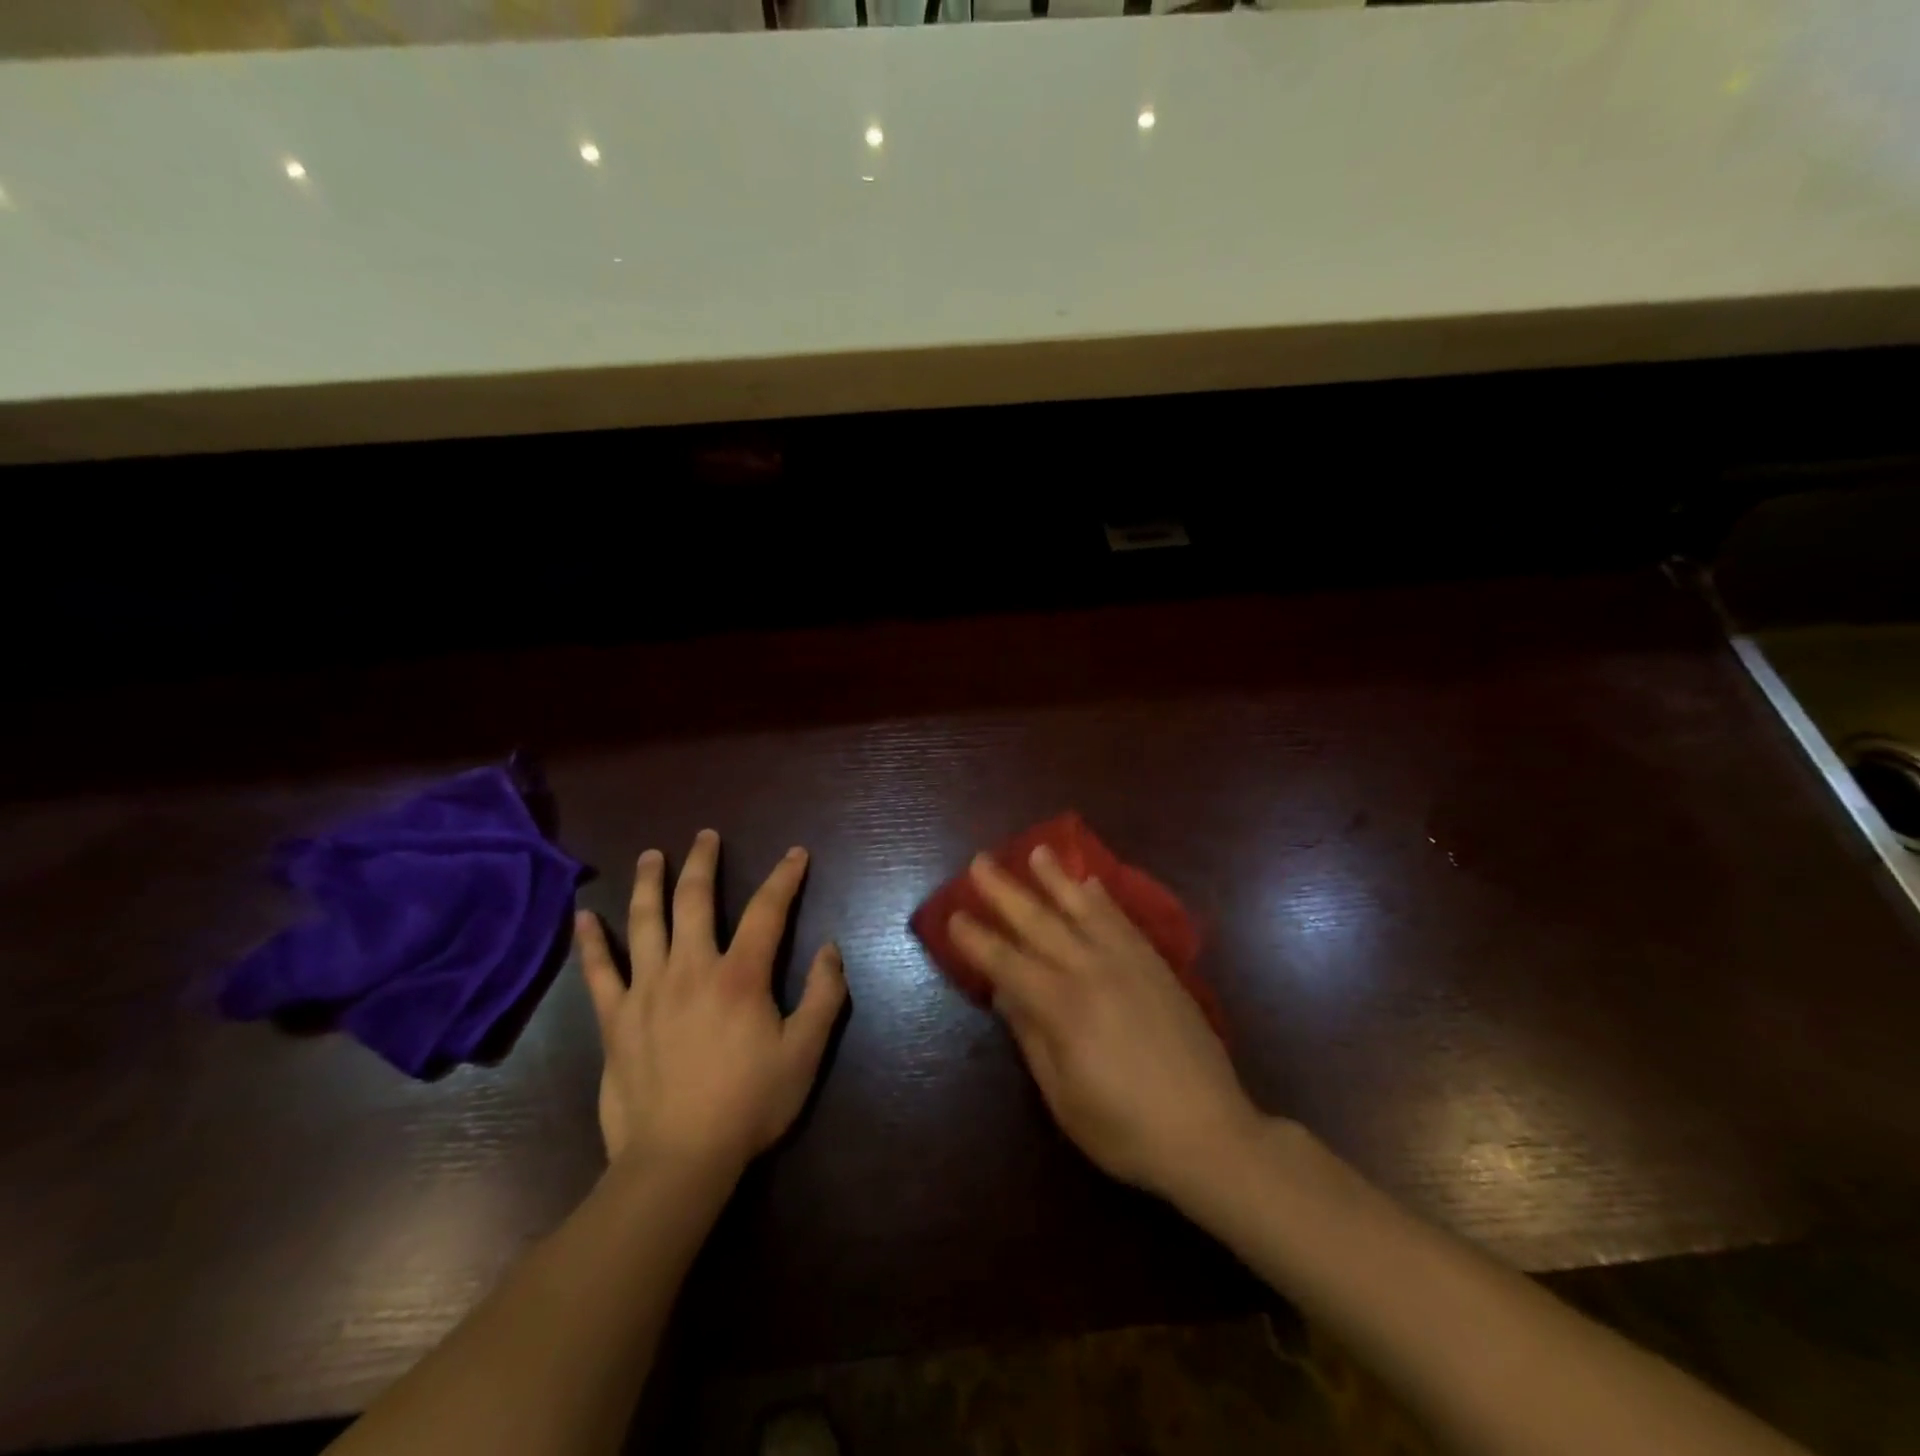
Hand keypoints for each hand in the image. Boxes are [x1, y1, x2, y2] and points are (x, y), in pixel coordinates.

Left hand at [574, 830, 846, 1174]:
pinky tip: (582, 916)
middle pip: (695, 900)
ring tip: (651, 856)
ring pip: (644, 922)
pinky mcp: (615, 1019)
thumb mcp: (805, 1053)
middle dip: (703, 862)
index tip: (795, 854)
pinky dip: (590, 942)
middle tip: (706, 836)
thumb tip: (830, 948)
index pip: (767, 911)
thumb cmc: (749, 1104)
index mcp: (740, 976)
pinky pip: (599, 971)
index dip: (784, 877)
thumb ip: (823, 996)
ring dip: (648, 883)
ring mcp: (647, 991)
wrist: (677, 1160)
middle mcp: (691, 969)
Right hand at [949, 847, 1263, 1200]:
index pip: (1007, 962)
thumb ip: (1031, 1036)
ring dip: (1056, 878)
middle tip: (980, 861)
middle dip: (1005, 891)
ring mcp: (1129, 963)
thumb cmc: (1125, 1128)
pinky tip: (1091, 883)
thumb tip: (1004, 992)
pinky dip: (1103, 898)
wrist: (1210, 1133)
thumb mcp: (1063, 1096)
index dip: (977, 939)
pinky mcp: (1157, 966)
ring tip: (1037, 851)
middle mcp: (1092, 971)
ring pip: (1084, 908)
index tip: (953, 914)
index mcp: (1062, 1007)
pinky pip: (1123, 920)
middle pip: (1040, 922)